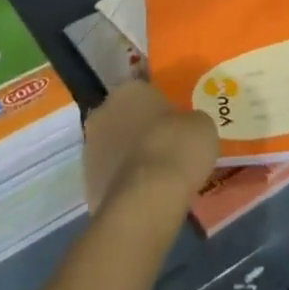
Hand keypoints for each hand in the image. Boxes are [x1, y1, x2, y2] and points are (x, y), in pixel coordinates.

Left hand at [81, 80, 218, 214]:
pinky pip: (111, 179)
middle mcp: (103, 112)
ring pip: (114, 149)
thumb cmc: (176, 149)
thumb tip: (185, 128)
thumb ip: (189, 121)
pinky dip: (124, 186)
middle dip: (139, 132)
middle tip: (165, 150)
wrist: (147, 200)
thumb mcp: (201, 125)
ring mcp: (90, 149)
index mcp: (129, 89)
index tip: (175, 127)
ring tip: (156, 179)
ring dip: (129, 159)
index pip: (144, 93)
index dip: (161, 110)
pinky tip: (144, 198)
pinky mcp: (87, 184)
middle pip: (124, 119)